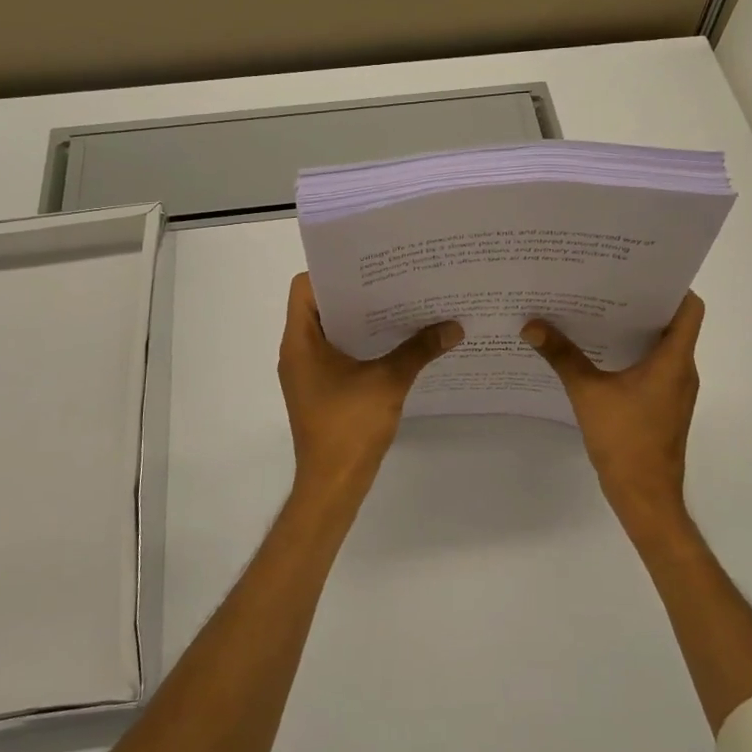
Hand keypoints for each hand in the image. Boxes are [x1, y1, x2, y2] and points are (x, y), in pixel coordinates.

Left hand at [278, 272, 462, 505]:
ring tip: (401, 304)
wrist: (332, 485)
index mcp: (300, 341)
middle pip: (321, 306)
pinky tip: (396, 342)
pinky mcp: (321, 389)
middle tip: (395, 279)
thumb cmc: (349, 427)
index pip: (305, 288)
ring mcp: (308, 373)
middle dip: (357, 293)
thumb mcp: (388, 382)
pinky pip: (338, 353)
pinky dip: (362, 344)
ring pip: (331, 331)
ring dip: (362, 319)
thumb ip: (419, 350)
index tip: (369, 266)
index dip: (333, 272)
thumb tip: (454, 326)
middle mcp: (298, 351)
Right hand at [522, 292, 705, 537]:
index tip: (639, 272)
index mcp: (674, 360)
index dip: (671, 285)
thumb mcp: (587, 393)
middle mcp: (682, 370)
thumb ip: (562, 356)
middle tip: (607, 284)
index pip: (690, 308)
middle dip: (643, 303)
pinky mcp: (665, 405)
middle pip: (674, 323)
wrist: (645, 496)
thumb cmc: (625, 440)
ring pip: (663, 346)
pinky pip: (655, 367)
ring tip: (599, 312)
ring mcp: (676, 390)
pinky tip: (600, 353)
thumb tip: (531, 325)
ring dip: (636, 329)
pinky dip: (634, 354)